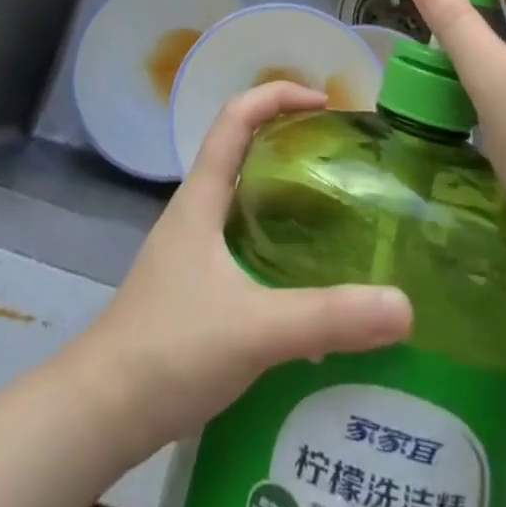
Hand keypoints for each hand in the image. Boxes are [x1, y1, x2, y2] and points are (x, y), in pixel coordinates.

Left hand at [72, 82, 412, 453]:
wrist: (101, 410)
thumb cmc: (170, 347)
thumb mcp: (255, 328)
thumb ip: (327, 317)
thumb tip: (404, 305)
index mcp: (202, 196)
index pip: (235, 117)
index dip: (276, 95)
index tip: (323, 102)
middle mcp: (195, 211)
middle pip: (241, 151)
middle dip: (287, 141)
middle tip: (339, 157)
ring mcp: (191, 250)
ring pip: (242, 200)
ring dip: (283, 194)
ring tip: (335, 212)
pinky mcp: (194, 288)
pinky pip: (242, 243)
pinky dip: (276, 243)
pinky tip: (307, 282)